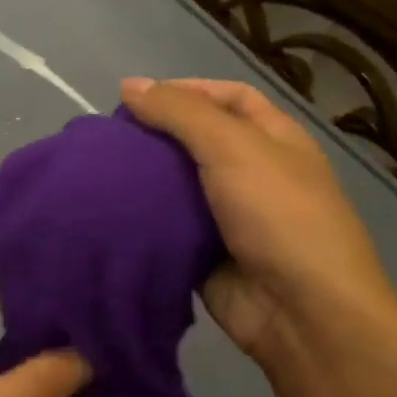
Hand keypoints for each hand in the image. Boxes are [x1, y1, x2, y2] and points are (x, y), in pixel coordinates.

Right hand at [122, 76, 396, 368]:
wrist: (300, 311)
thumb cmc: (277, 215)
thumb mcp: (233, 147)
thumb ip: (180, 113)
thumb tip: (129, 84)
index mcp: (274, 139)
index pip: (228, 97)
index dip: (185, 91)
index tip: (134, 99)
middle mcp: (253, 174)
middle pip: (197, 144)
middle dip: (156, 138)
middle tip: (107, 141)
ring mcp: (231, 219)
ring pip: (179, 190)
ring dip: (144, 182)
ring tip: (97, 174)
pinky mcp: (207, 258)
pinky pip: (170, 232)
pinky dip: (144, 224)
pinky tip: (107, 215)